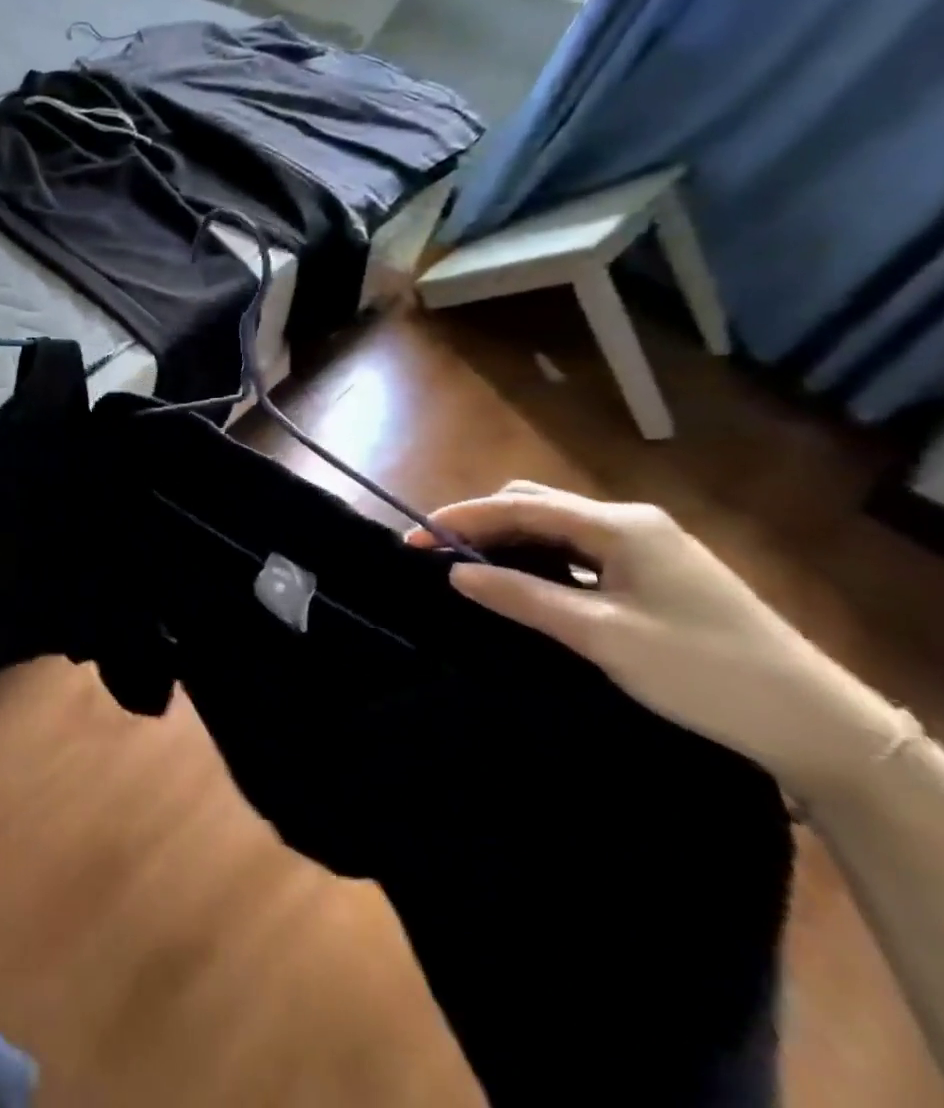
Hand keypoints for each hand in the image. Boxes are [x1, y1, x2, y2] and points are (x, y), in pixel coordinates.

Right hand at [409, 481, 905, 800]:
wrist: (817, 725)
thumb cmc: (702, 671)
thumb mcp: (600, 635)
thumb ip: (522, 596)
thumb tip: (454, 572)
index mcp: (619, 526)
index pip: (518, 506)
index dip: (459, 519)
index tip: (411, 540)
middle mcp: (631, 522)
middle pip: (534, 504)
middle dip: (480, 522)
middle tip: (440, 557)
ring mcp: (648, 545)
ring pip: (555, 525)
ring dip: (508, 539)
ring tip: (471, 569)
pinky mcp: (656, 571)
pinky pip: (579, 548)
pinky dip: (539, 556)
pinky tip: (525, 581)